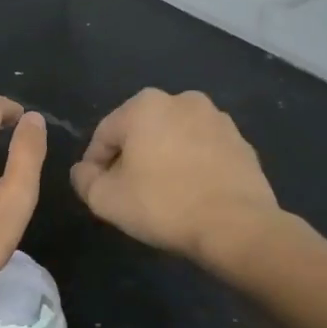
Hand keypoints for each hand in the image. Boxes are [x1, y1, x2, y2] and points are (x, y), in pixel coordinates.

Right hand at [70, 89, 288, 266]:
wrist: (236, 226)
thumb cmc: (162, 205)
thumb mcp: (105, 199)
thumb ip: (84, 179)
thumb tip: (84, 170)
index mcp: (145, 105)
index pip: (105, 134)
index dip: (95, 164)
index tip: (97, 189)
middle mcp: (182, 100)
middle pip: (141, 132)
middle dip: (131, 158)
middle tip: (128, 192)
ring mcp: (218, 119)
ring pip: (174, 139)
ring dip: (163, 159)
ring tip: (162, 195)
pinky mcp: (242, 143)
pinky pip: (203, 152)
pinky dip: (192, 166)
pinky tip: (191, 195)